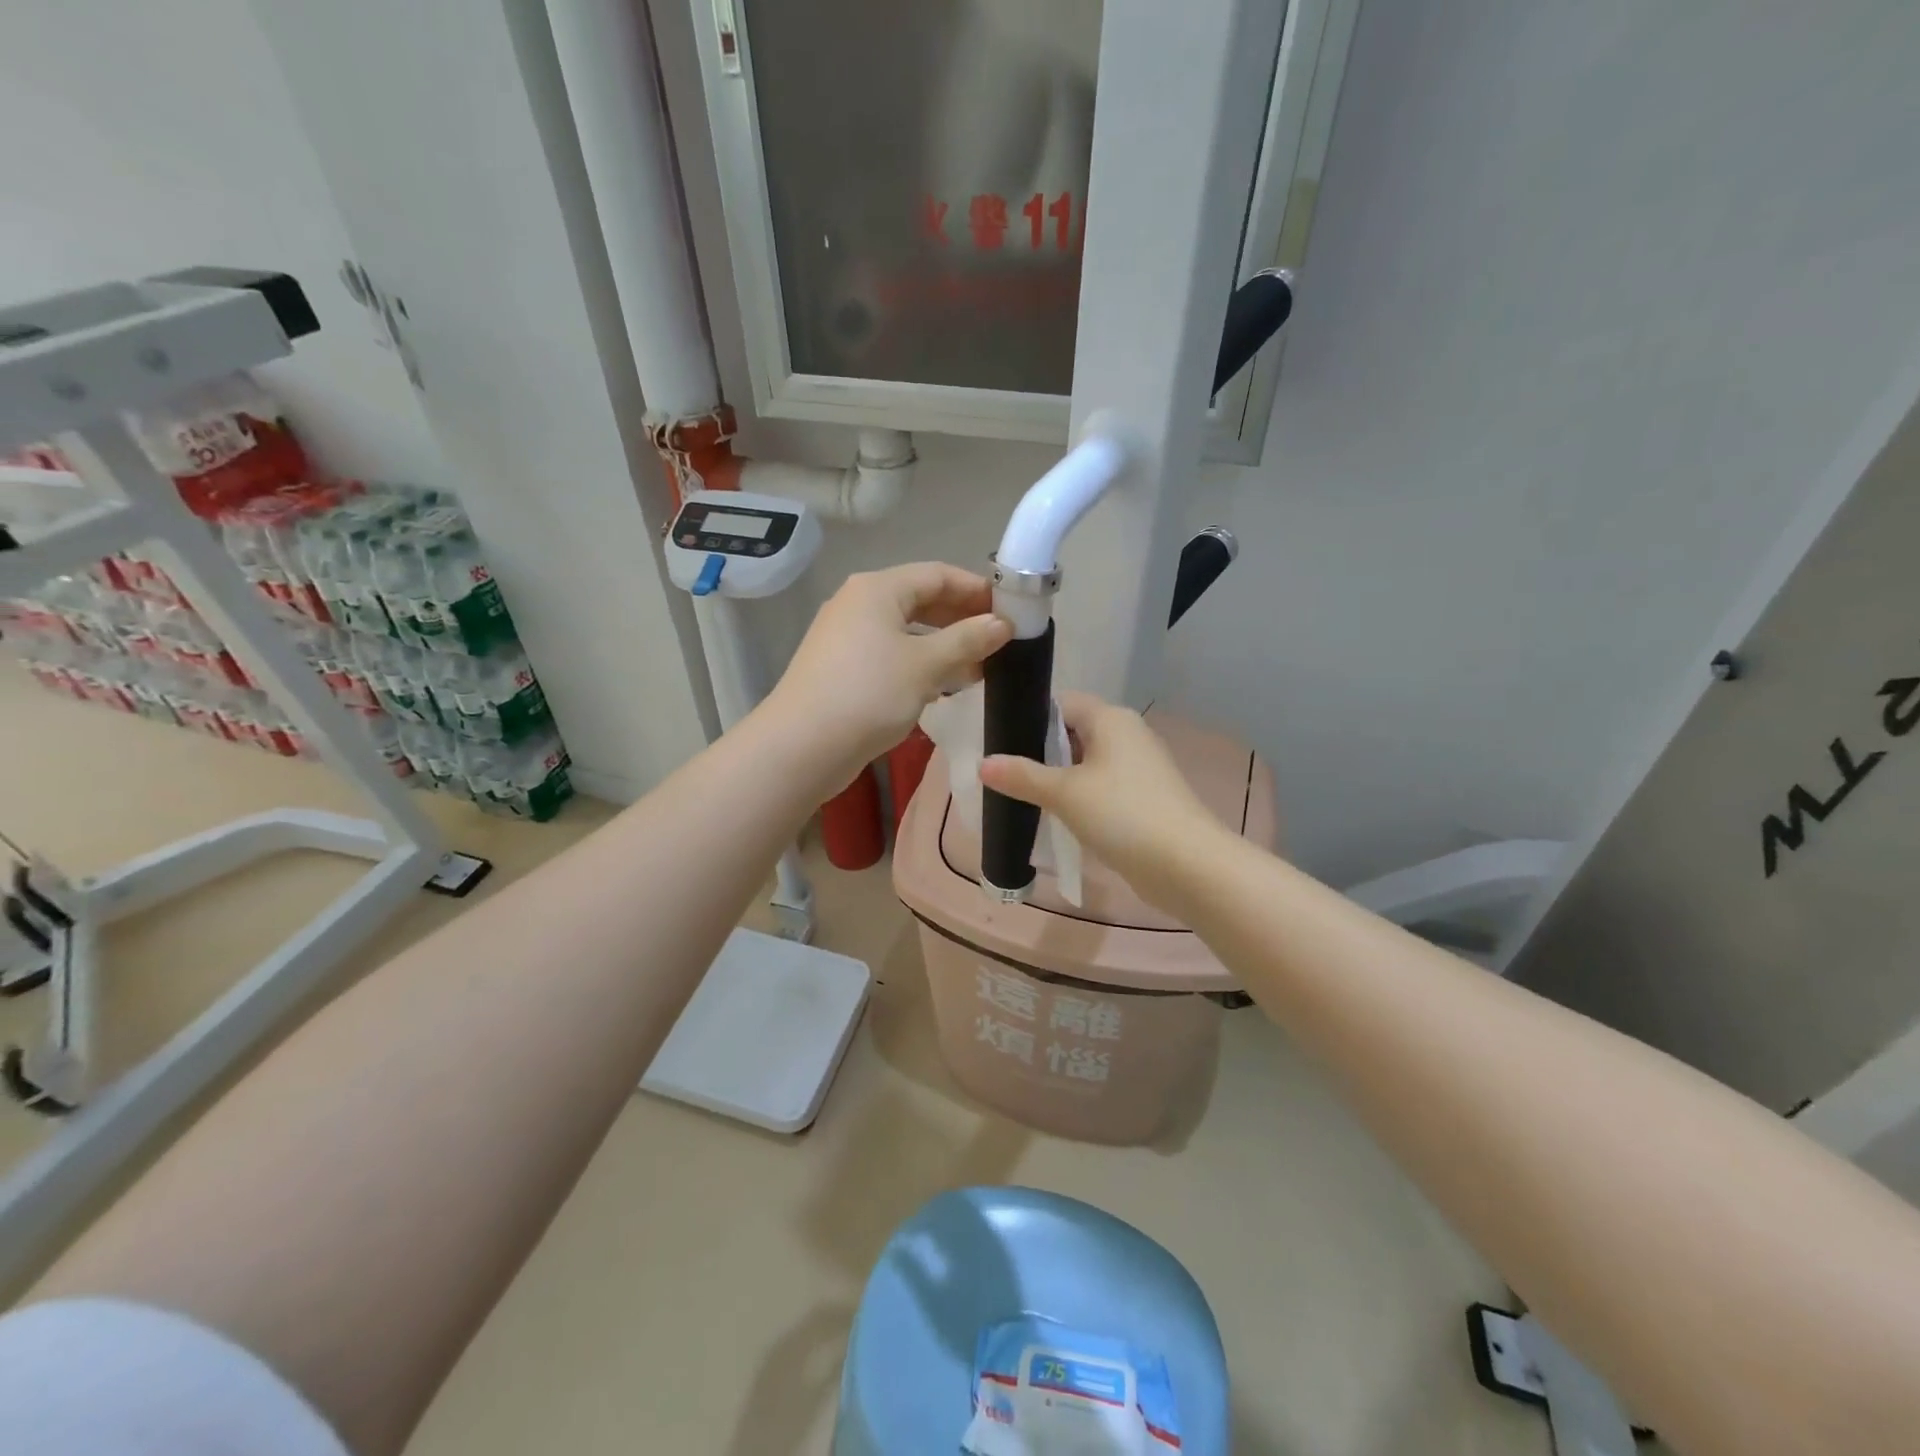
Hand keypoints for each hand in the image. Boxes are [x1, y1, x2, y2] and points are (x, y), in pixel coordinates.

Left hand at [766, 563, 1011, 790]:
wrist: (802, 746)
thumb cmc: (869, 693)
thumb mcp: (926, 665)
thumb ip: (968, 640)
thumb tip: (1002, 623)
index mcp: (877, 589)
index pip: (938, 574)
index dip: (976, 589)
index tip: (1011, 610)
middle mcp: (858, 603)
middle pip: (921, 599)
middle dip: (962, 618)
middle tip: (999, 641)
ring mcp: (847, 637)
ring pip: (906, 631)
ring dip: (944, 645)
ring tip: (979, 667)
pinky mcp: (843, 668)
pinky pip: (891, 654)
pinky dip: (920, 663)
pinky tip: (943, 686)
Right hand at [979, 692, 1229, 909]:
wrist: (1186, 865)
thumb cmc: (1122, 814)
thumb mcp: (1064, 793)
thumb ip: (1022, 776)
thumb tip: (983, 764)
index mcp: (1111, 718)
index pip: (1061, 702)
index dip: (1028, 716)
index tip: (998, 738)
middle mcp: (1127, 734)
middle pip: (1072, 732)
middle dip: (1039, 750)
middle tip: (1002, 770)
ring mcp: (1139, 767)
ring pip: (1087, 762)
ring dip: (1058, 777)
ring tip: (1020, 793)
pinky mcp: (1144, 797)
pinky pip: (1101, 786)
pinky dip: (1079, 796)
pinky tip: (1056, 815)